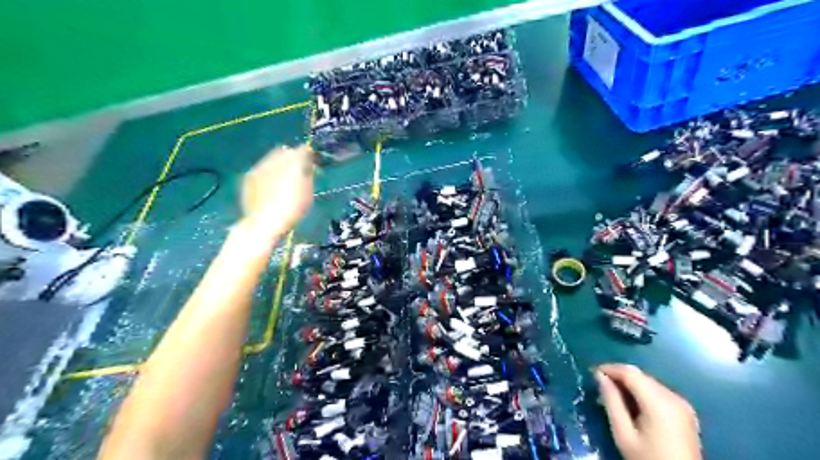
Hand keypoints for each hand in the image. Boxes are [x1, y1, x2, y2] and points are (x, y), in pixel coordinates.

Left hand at [241, 143, 314, 236]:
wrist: (265, 222)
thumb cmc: (292, 209)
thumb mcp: (307, 192)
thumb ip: (308, 174)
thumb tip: (307, 164)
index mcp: (292, 163)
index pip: (301, 150)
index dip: (307, 154)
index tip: (311, 162)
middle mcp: (274, 160)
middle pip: (284, 151)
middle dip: (291, 157)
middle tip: (297, 169)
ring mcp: (259, 168)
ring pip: (271, 159)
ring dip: (278, 163)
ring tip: (283, 177)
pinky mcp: (249, 177)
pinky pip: (261, 168)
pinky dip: (268, 172)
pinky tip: (270, 185)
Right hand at [594, 363, 700, 459]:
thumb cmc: (648, 459)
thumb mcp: (624, 434)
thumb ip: (611, 402)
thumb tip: (600, 377)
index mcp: (659, 402)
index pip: (630, 373)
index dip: (609, 369)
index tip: (592, 373)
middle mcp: (674, 397)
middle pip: (640, 376)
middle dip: (619, 377)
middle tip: (600, 387)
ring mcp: (682, 404)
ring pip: (649, 382)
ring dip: (630, 385)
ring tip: (613, 396)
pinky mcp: (685, 412)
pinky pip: (658, 392)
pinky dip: (642, 393)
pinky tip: (633, 405)